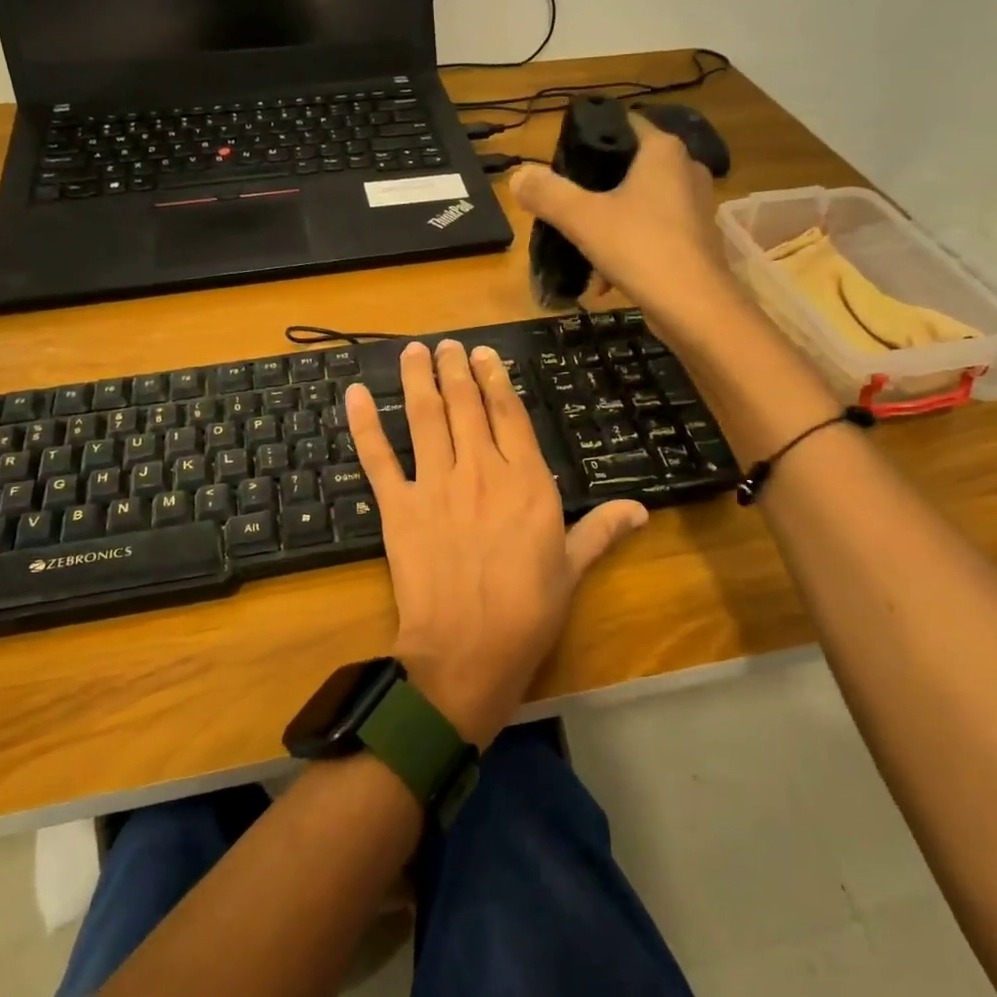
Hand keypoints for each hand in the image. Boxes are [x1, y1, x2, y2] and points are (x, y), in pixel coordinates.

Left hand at [344, 339, 647, 748]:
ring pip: (425, 418)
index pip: (510, 415)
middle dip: (457, 370)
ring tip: (415, 350)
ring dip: (419, 380)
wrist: (467, 652)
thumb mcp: (572, 569)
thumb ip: (600, 530)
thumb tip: (641, 509)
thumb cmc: (527, 613)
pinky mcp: (398, 506)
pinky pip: (378, 458)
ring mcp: (435, 485)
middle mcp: (480, 470)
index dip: (497, 380)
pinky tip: (356, 394)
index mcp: (526, 482)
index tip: (486, 355)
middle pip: (465, 407)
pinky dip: (365, 424)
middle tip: (449, 345)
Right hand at [509, 112, 731, 323]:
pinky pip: (653, 233)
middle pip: (628, 168)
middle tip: (565, 209)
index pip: (622, 124)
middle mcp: (685, 169)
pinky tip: (606, 279)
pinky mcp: (697, 239)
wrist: (695, 307)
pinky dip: (629, 249)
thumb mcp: (583, 219)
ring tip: (582, 251)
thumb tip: (518, 175)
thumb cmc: (641, 249)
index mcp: (662, 151)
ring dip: (609, 226)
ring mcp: (695, 205)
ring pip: (639, 205)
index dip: (589, 139)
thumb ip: (548, 194)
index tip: (562, 164)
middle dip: (595, 191)